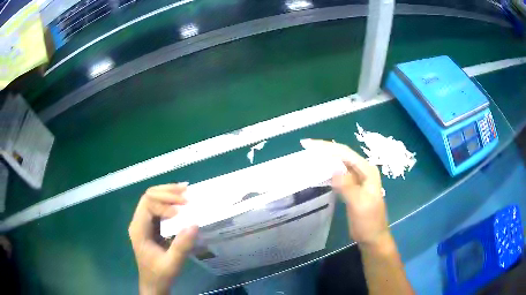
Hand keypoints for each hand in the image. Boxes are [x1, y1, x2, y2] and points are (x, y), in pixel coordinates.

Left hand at [128, 183, 197, 294]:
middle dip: (167, 192)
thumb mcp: (172, 263)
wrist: (153, 284)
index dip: (165, 204)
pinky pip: (158, 207)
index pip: (148, 204)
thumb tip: (194, 224)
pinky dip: (169, 201)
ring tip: (186, 190)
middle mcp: (139, 222)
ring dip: (168, 193)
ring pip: (152, 199)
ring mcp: (144, 223)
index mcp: (139, 229)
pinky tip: (180, 201)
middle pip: (149, 196)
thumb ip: (181, 246)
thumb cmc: (160, 275)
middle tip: (186, 192)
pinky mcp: (151, 226)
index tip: (182, 211)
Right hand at [303, 139, 388, 247]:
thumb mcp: (359, 204)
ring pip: (340, 164)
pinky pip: (338, 175)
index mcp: (367, 171)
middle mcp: (363, 171)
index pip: (345, 153)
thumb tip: (332, 168)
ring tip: (309, 156)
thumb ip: (347, 185)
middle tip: (306, 148)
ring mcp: (358, 179)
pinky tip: (319, 172)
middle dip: (325, 150)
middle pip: (342, 155)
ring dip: (326, 159)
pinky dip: (328, 171)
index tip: (308, 144)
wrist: (372, 237)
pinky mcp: (352, 187)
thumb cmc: (368, 221)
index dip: (327, 147)